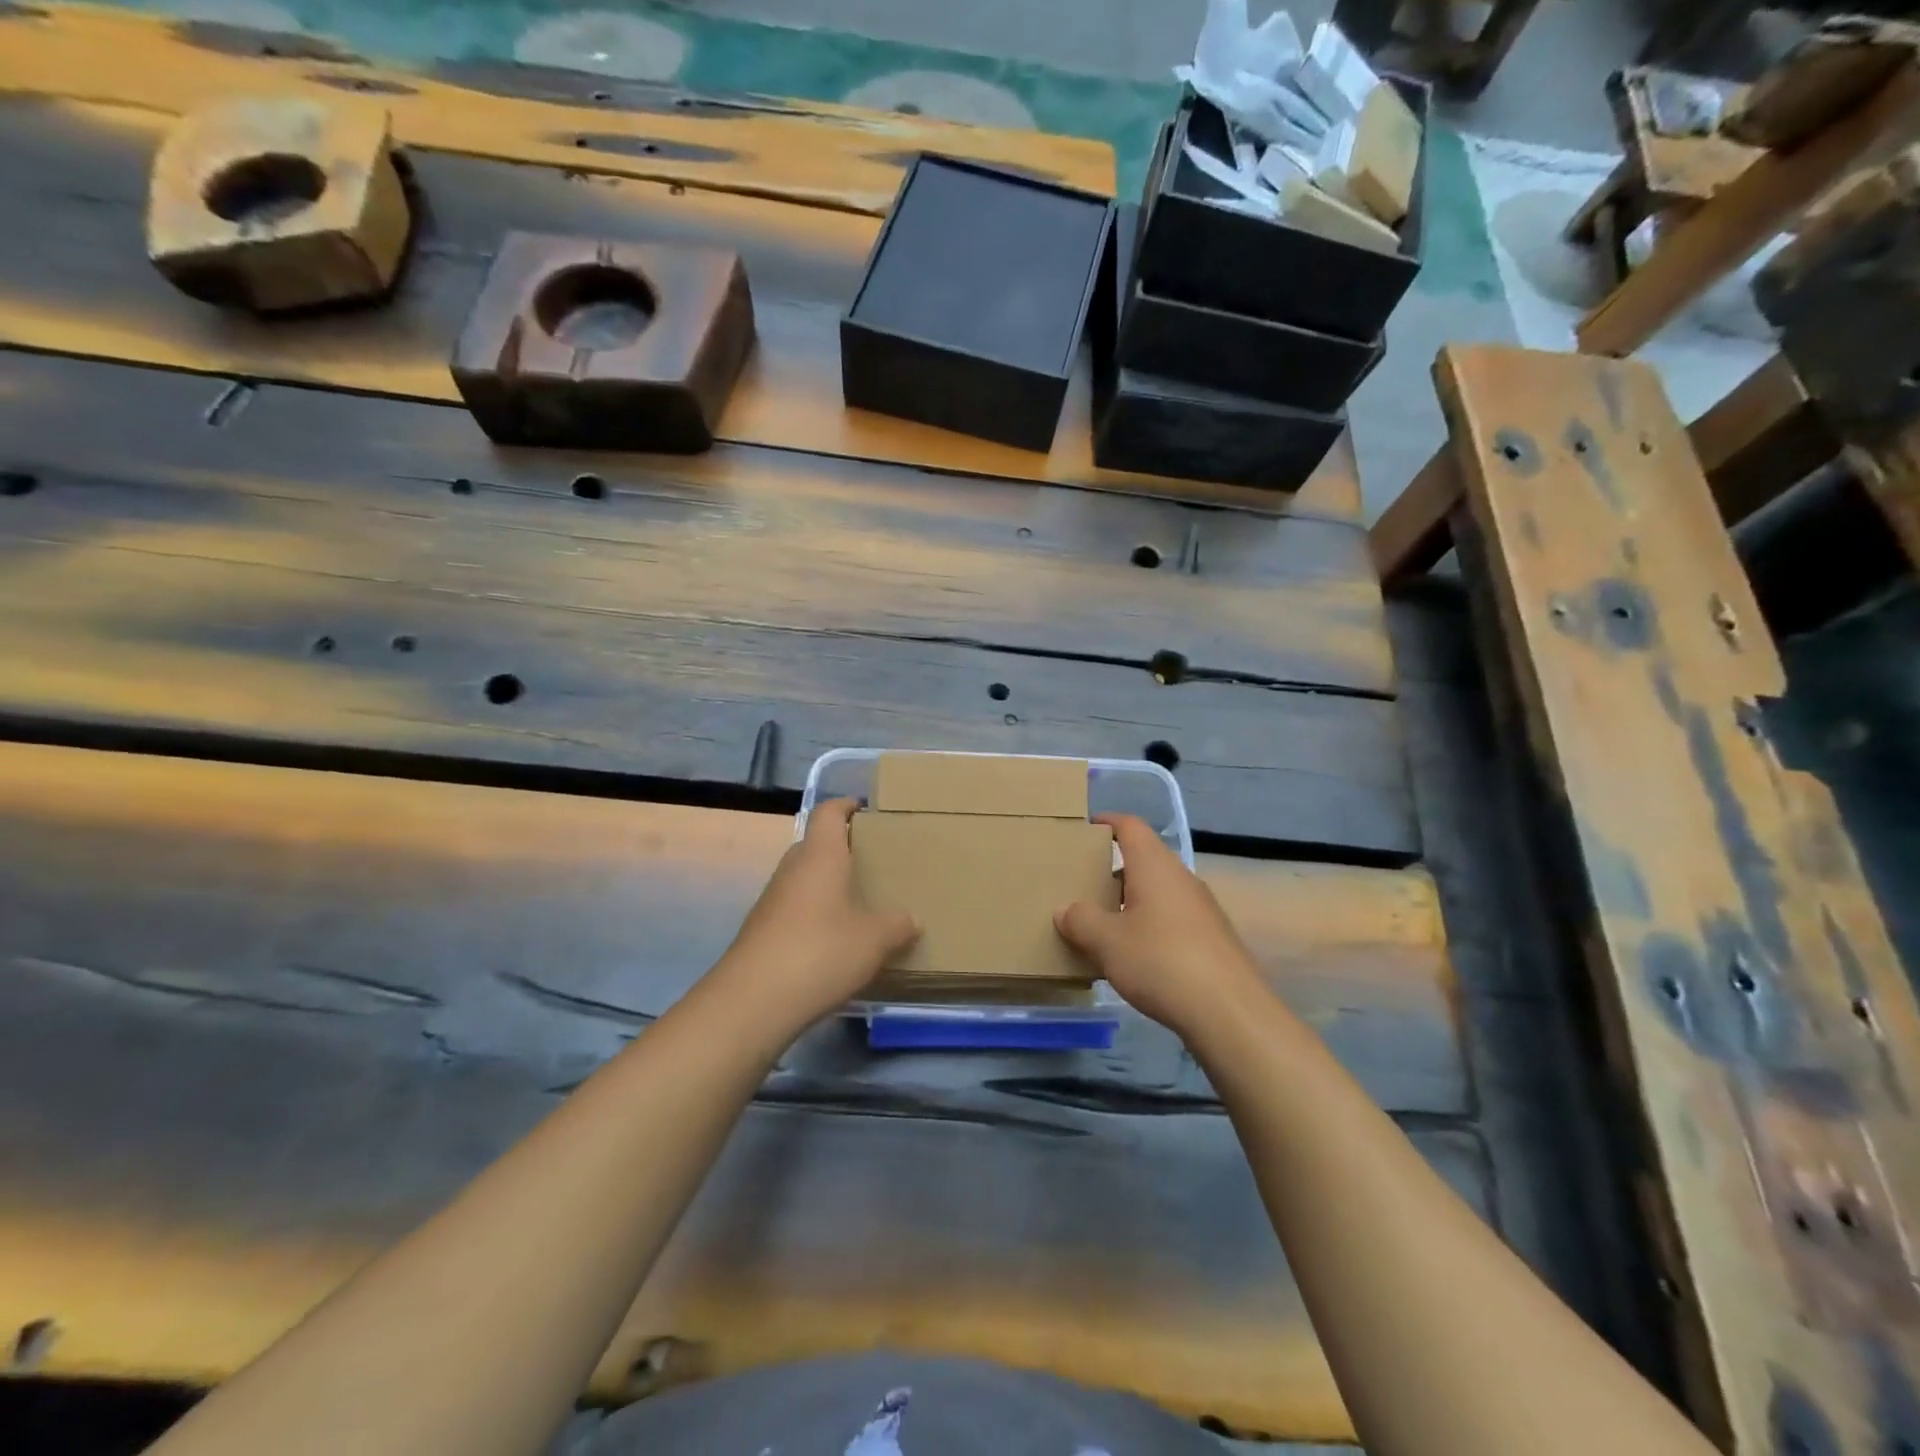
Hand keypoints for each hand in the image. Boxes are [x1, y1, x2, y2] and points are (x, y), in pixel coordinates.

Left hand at [710, 798, 918, 1033]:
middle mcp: (792, 869)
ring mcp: (772, 901)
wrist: (752, 1001)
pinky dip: (816, 915)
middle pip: (816, 845)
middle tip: (875, 862)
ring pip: (804, 879)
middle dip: (843, 849)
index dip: (846, 805)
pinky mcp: (762, 932)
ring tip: (860, 903)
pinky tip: (835, 941)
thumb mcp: (874, 939)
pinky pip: (795, 909)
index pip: (829, 812)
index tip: (867, 810)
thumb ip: (897, 924)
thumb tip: (912, 919)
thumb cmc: (820, 952)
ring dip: (828, 885)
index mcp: (820, 856)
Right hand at [1055, 814, 1264, 1037]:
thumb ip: (1081, 920)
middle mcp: (1181, 878)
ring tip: (1102, 923)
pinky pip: (1172, 918)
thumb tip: (1065, 910)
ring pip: (1158, 891)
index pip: (1130, 826)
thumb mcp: (1107, 942)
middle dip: (1113, 869)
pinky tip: (1134, 955)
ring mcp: (1201, 908)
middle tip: (1082, 884)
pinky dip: (1149, 925)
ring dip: (1130, 900)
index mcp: (1154, 866)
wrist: (1229, 1012)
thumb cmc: (1160, 961)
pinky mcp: (1212, 938)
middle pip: (1144, 859)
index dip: (1106, 822)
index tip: (1084, 830)